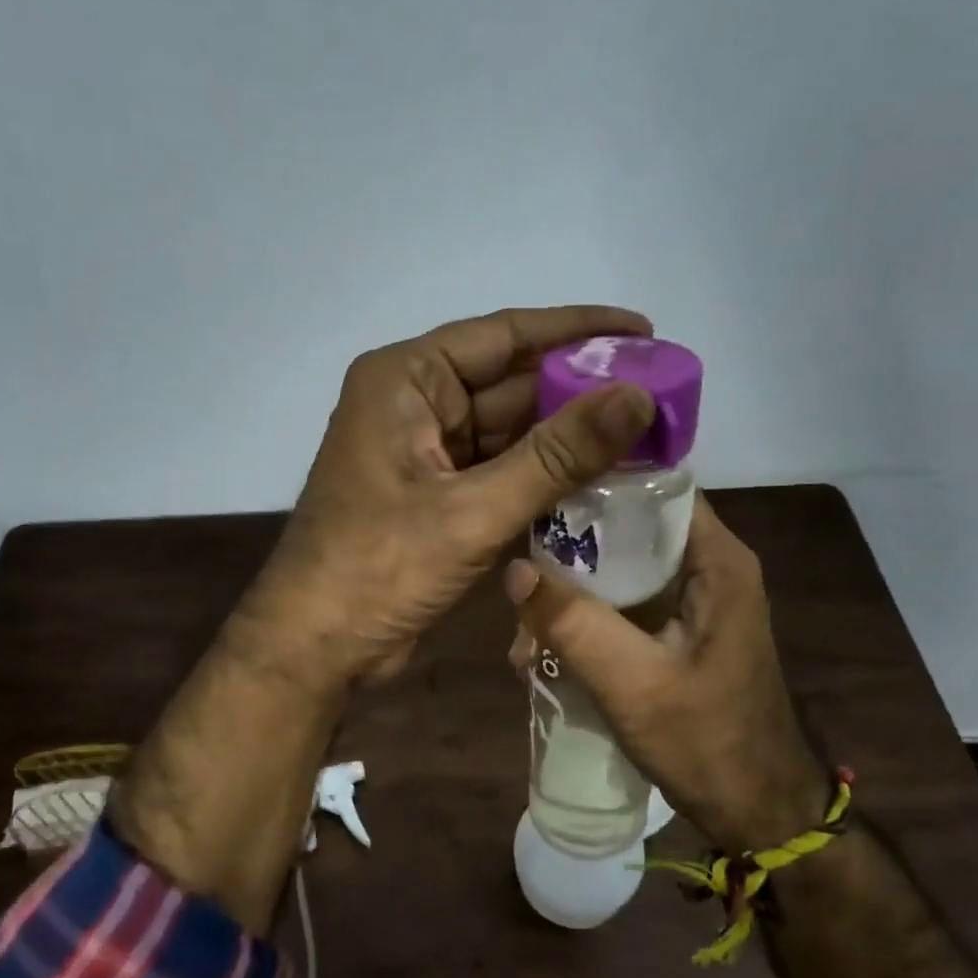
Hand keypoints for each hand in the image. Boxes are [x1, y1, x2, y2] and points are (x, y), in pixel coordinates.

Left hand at [245, 306, 656, 687]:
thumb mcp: (472, 509)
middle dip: (580, 391)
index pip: (505, 335)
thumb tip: (638, 396)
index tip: (644, 331)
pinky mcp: (435, 498)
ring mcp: (424, 454)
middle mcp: (414, 405)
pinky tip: (598, 480)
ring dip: (567, 438)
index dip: (578, 331)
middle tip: (660, 395)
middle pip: (511, 383)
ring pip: (509, 432)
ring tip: (645, 436)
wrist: (316, 646)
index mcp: (407, 381)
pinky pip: (499, 472)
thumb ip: (557, 455)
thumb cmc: (379, 568)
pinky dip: (542, 477)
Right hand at [504, 495, 826, 851]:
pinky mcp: (678, 633)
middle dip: (570, 551)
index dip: (596, 484)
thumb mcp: (633, 683)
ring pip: (619, 571)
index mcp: (715, 561)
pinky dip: (585, 621)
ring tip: (523, 633)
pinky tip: (545, 652)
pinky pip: (623, 607)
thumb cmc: (707, 743)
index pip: (654, 487)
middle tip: (519, 577)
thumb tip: (513, 569)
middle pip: (629, 529)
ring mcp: (692, 602)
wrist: (758, 812)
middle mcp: (707, 568)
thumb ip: (574, 624)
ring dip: (570, 594)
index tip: (539, 496)